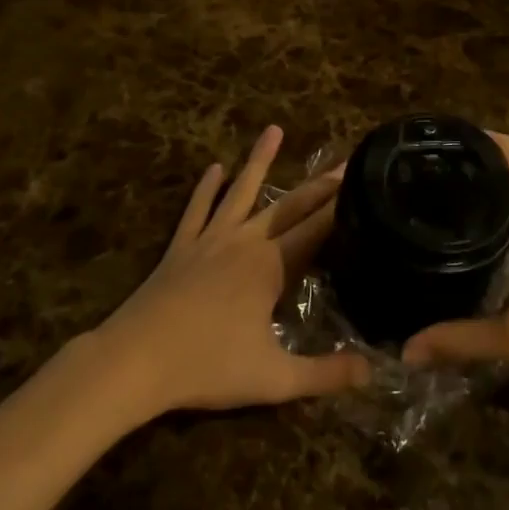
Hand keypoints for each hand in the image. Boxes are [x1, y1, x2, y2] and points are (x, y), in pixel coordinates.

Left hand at [91, 126, 369, 418]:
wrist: (134, 361)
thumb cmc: (207, 367)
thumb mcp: (274, 379)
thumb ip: (325, 375)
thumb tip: (373, 370)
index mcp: (270, 267)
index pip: (316, 230)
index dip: (341, 208)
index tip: (362, 182)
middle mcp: (245, 242)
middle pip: (288, 206)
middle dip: (319, 185)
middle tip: (343, 161)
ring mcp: (210, 240)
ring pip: (241, 192)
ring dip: (259, 161)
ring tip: (273, 129)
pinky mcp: (181, 247)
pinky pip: (197, 210)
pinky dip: (206, 188)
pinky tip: (214, 168)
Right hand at [402, 133, 508, 383]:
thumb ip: (462, 339)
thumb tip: (408, 350)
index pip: (499, 147)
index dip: (466, 139)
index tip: (429, 148)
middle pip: (506, 163)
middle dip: (469, 169)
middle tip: (424, 185)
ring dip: (492, 190)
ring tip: (446, 205)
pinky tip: (490, 232)